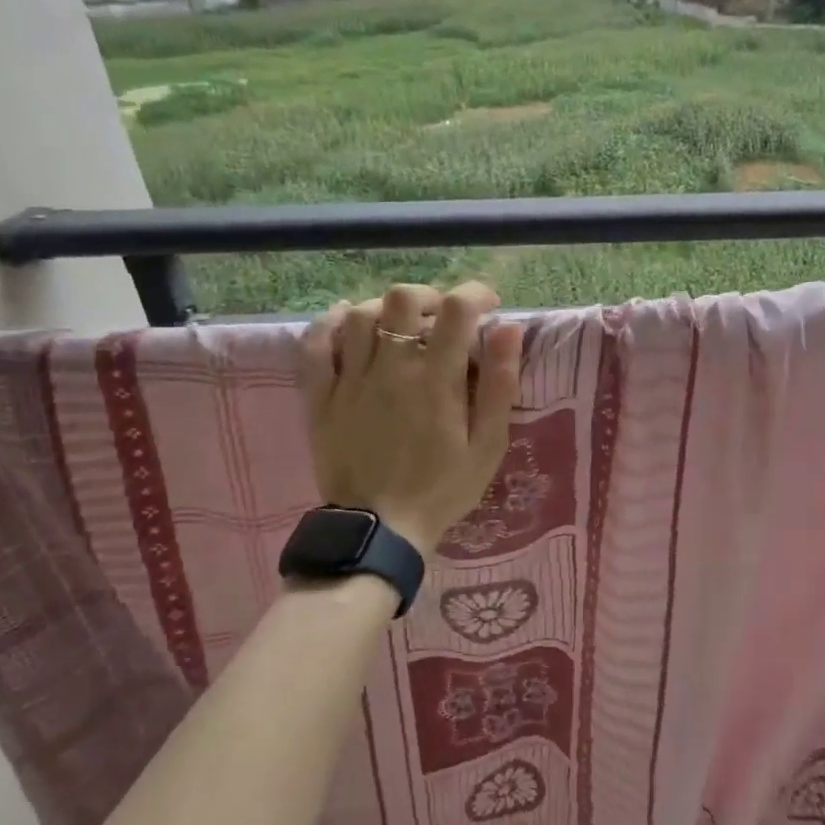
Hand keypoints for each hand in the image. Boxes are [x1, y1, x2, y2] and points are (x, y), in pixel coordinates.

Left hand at [300, 282, 522, 559]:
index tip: (488, 306)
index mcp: (437, 380)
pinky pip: (315, 346)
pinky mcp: (321, 398)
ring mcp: (351, 381)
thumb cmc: (443, 488)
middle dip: (429, 295)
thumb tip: (510, 328)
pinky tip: (345, 320)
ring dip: (385, 308)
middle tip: (442, 316)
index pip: (457, 310)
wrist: (379, 530)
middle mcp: (392, 369)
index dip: (476, 294)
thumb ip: (501, 384)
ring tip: (400, 324)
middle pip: (401, 299)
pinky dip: (328, 324)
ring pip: (359, 315)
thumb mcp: (488, 444)